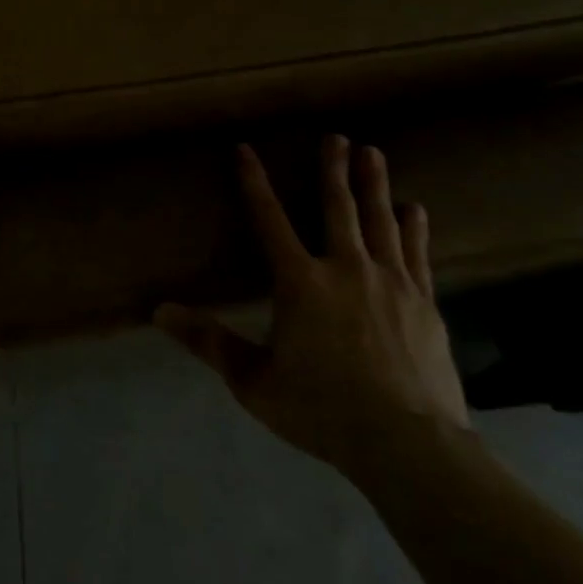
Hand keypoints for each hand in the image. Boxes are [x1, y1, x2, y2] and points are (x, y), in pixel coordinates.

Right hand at [156, 135, 469, 480]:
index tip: (246, 149)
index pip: (269, 219)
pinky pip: (417, 255)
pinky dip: (413, 228)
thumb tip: (158, 311)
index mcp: (300, 283)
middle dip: (333, 170)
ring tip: (373, 153)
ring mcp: (391, 284)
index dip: (254, 182)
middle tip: (337, 137)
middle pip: (338, 208)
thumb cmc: (322, 410)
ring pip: (380, 222)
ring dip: (374, 185)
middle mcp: (346, 270)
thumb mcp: (253, 381)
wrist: (409, 446)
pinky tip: (416, 209)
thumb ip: (208, 342)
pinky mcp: (424, 304)